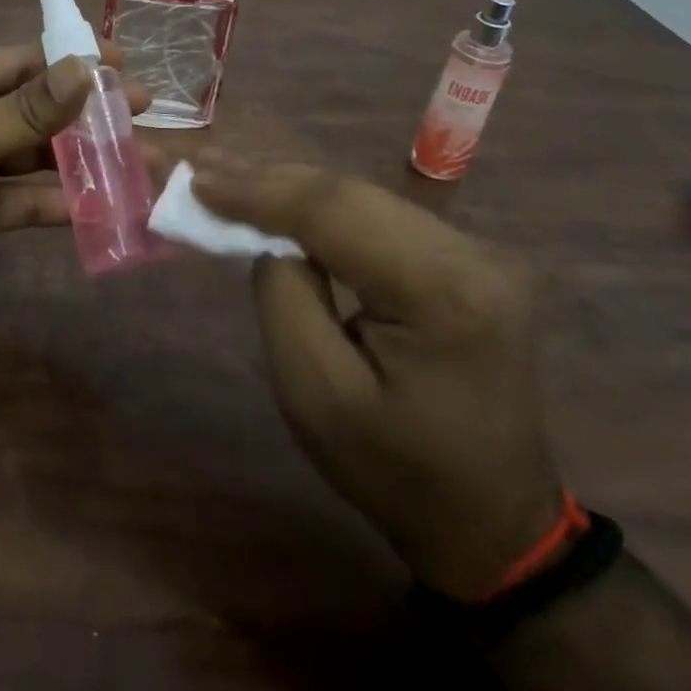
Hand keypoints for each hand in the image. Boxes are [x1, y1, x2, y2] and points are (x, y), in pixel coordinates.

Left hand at [0, 42, 149, 320]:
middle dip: (84, 111)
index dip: (67, 60)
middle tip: (140, 109)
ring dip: (82, 159)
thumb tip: (85, 68)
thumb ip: (26, 110)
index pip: (17, 62)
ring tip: (137, 159)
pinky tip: (101, 204)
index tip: (118, 60)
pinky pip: (27, 199)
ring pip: (37, 155)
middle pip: (34, 108)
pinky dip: (60, 201)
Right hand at [194, 158, 562, 600]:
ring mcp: (479, 252)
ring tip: (231, 178)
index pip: (334, 214)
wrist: (492, 521)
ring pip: (362, 195)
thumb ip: (283, 297)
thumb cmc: (396, 472)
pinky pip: (379, 215)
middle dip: (269, 180)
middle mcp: (473, 255)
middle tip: (204, 169)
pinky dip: (322, 207)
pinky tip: (283, 201)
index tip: (198, 182)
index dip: (259, 191)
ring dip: (292, 188)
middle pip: (349, 193)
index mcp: (444, 293)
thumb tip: (271, 239)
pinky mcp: (470, 258)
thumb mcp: (316, 395)